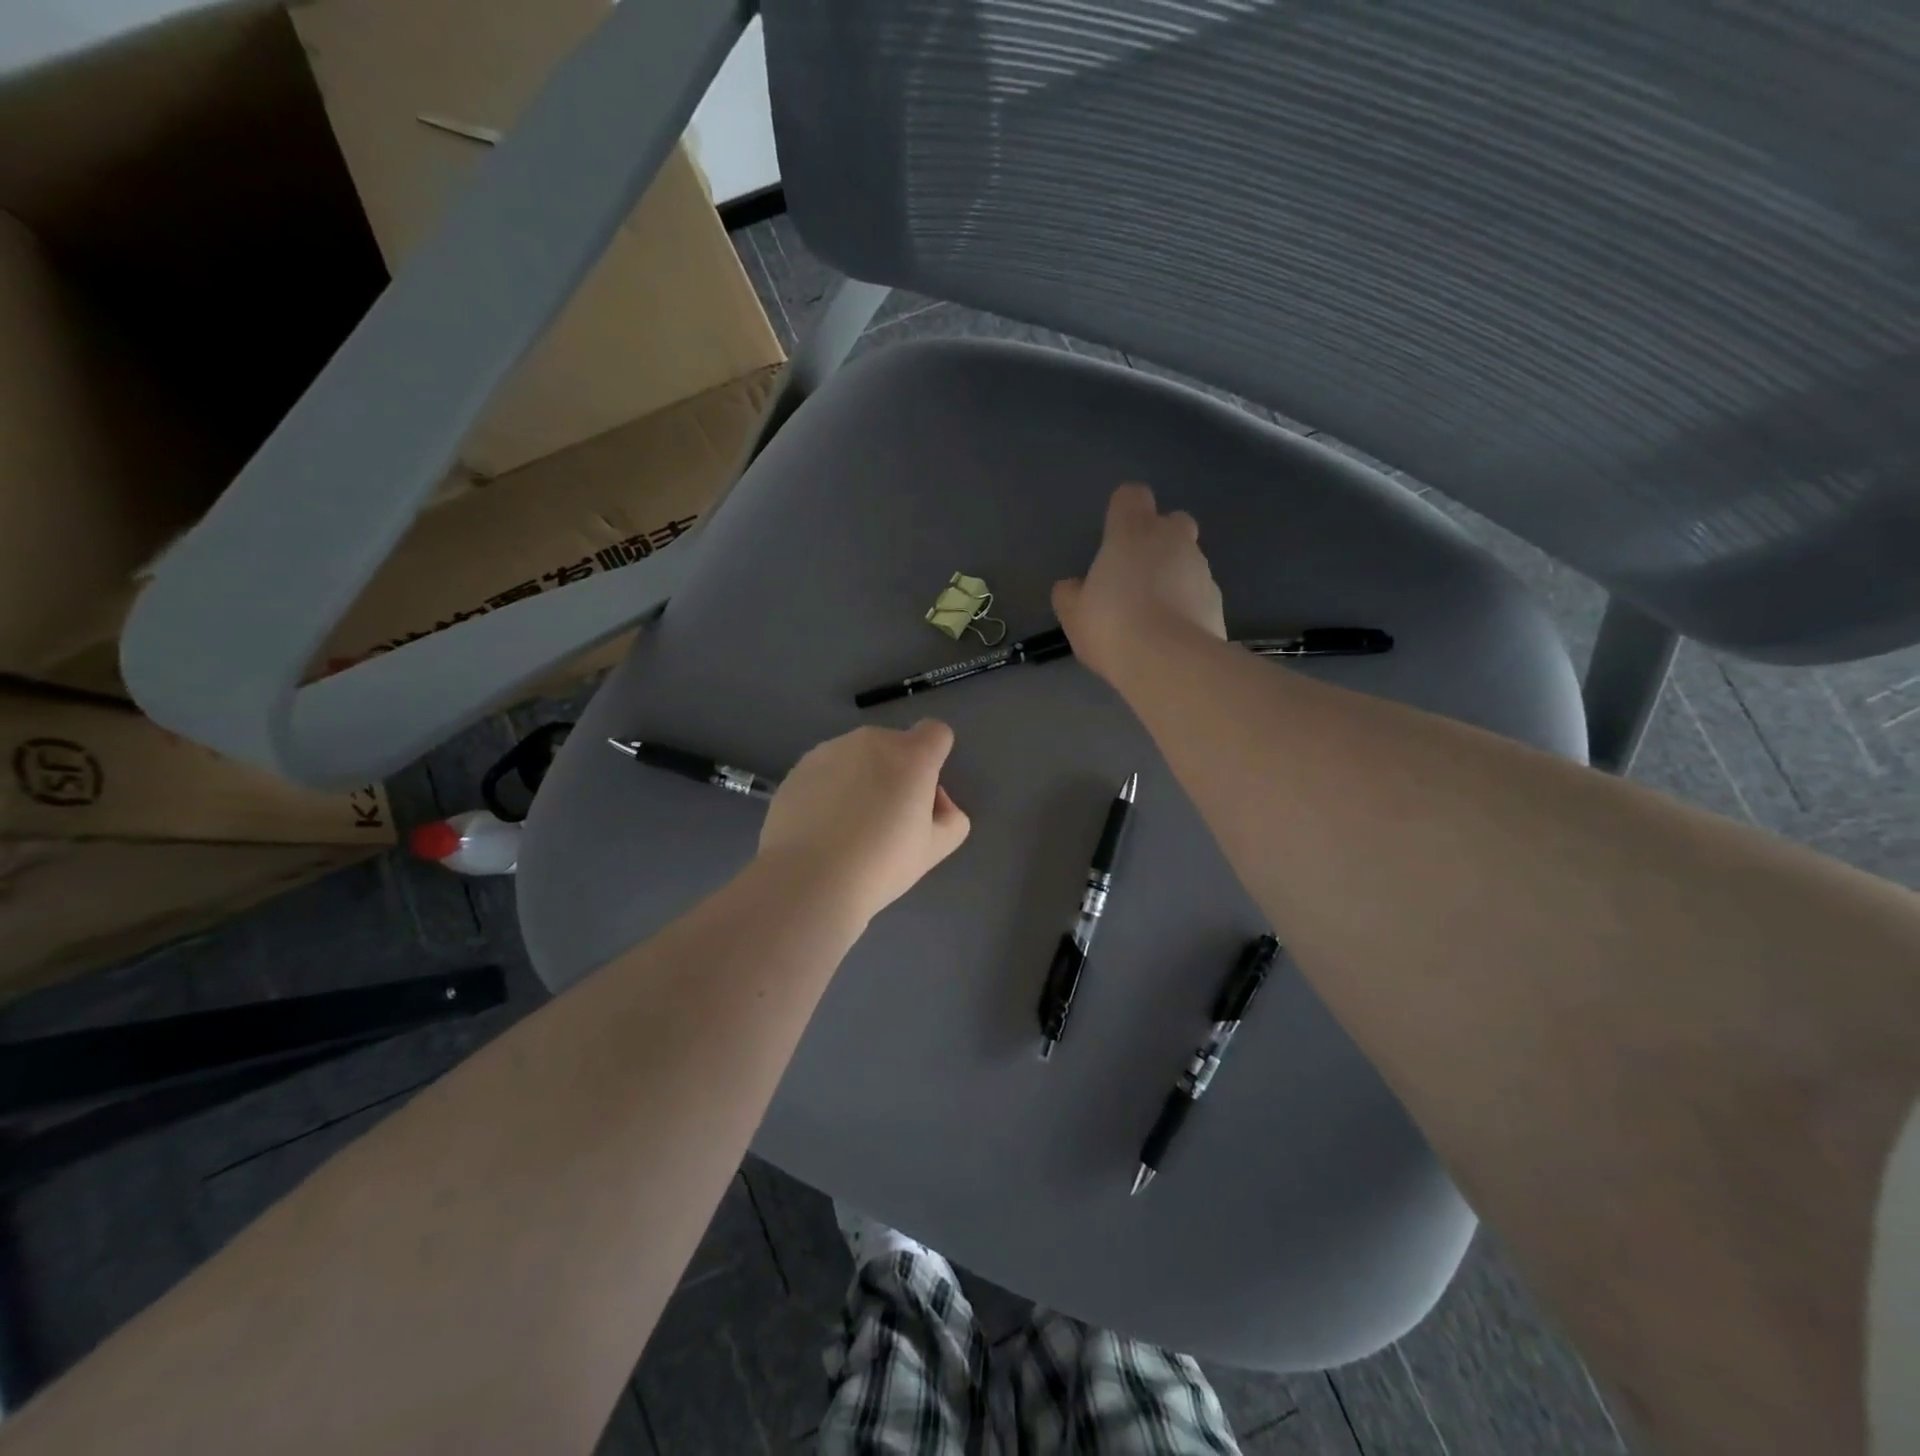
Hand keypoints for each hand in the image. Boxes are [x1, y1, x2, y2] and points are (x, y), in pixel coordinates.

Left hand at [758, 721, 970, 924]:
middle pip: (894, 745)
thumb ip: (951, 817)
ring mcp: (829, 750)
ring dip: (861, 778)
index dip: (934, 758)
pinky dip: (829, 789)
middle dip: (896, 771)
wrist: (808, 880)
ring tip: (848, 826)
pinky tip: (821, 828)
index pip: (936, 732)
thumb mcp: (936, 849)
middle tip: (886, 819)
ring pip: (857, 757)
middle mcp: (871, 741)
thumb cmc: (881, 864)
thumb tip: (933, 801)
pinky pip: (825, 771)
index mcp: (911, 755)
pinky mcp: (798, 768)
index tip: (922, 794)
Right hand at [1053, 483, 1226, 684]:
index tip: (1113, 537)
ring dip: (1174, 578)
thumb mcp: (1073, 614)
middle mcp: (1172, 540)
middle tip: (1137, 575)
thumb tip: (1072, 587)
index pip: (1131, 496)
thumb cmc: (1112, 625)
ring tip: (1153, 617)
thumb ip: (1070, 594)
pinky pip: (1199, 595)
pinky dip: (1188, 608)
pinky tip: (1171, 637)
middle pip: (1172, 522)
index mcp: (1132, 531)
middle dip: (1159, 540)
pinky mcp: (1218, 602)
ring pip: (1189, 561)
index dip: (1123, 511)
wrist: (1169, 662)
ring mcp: (1201, 570)